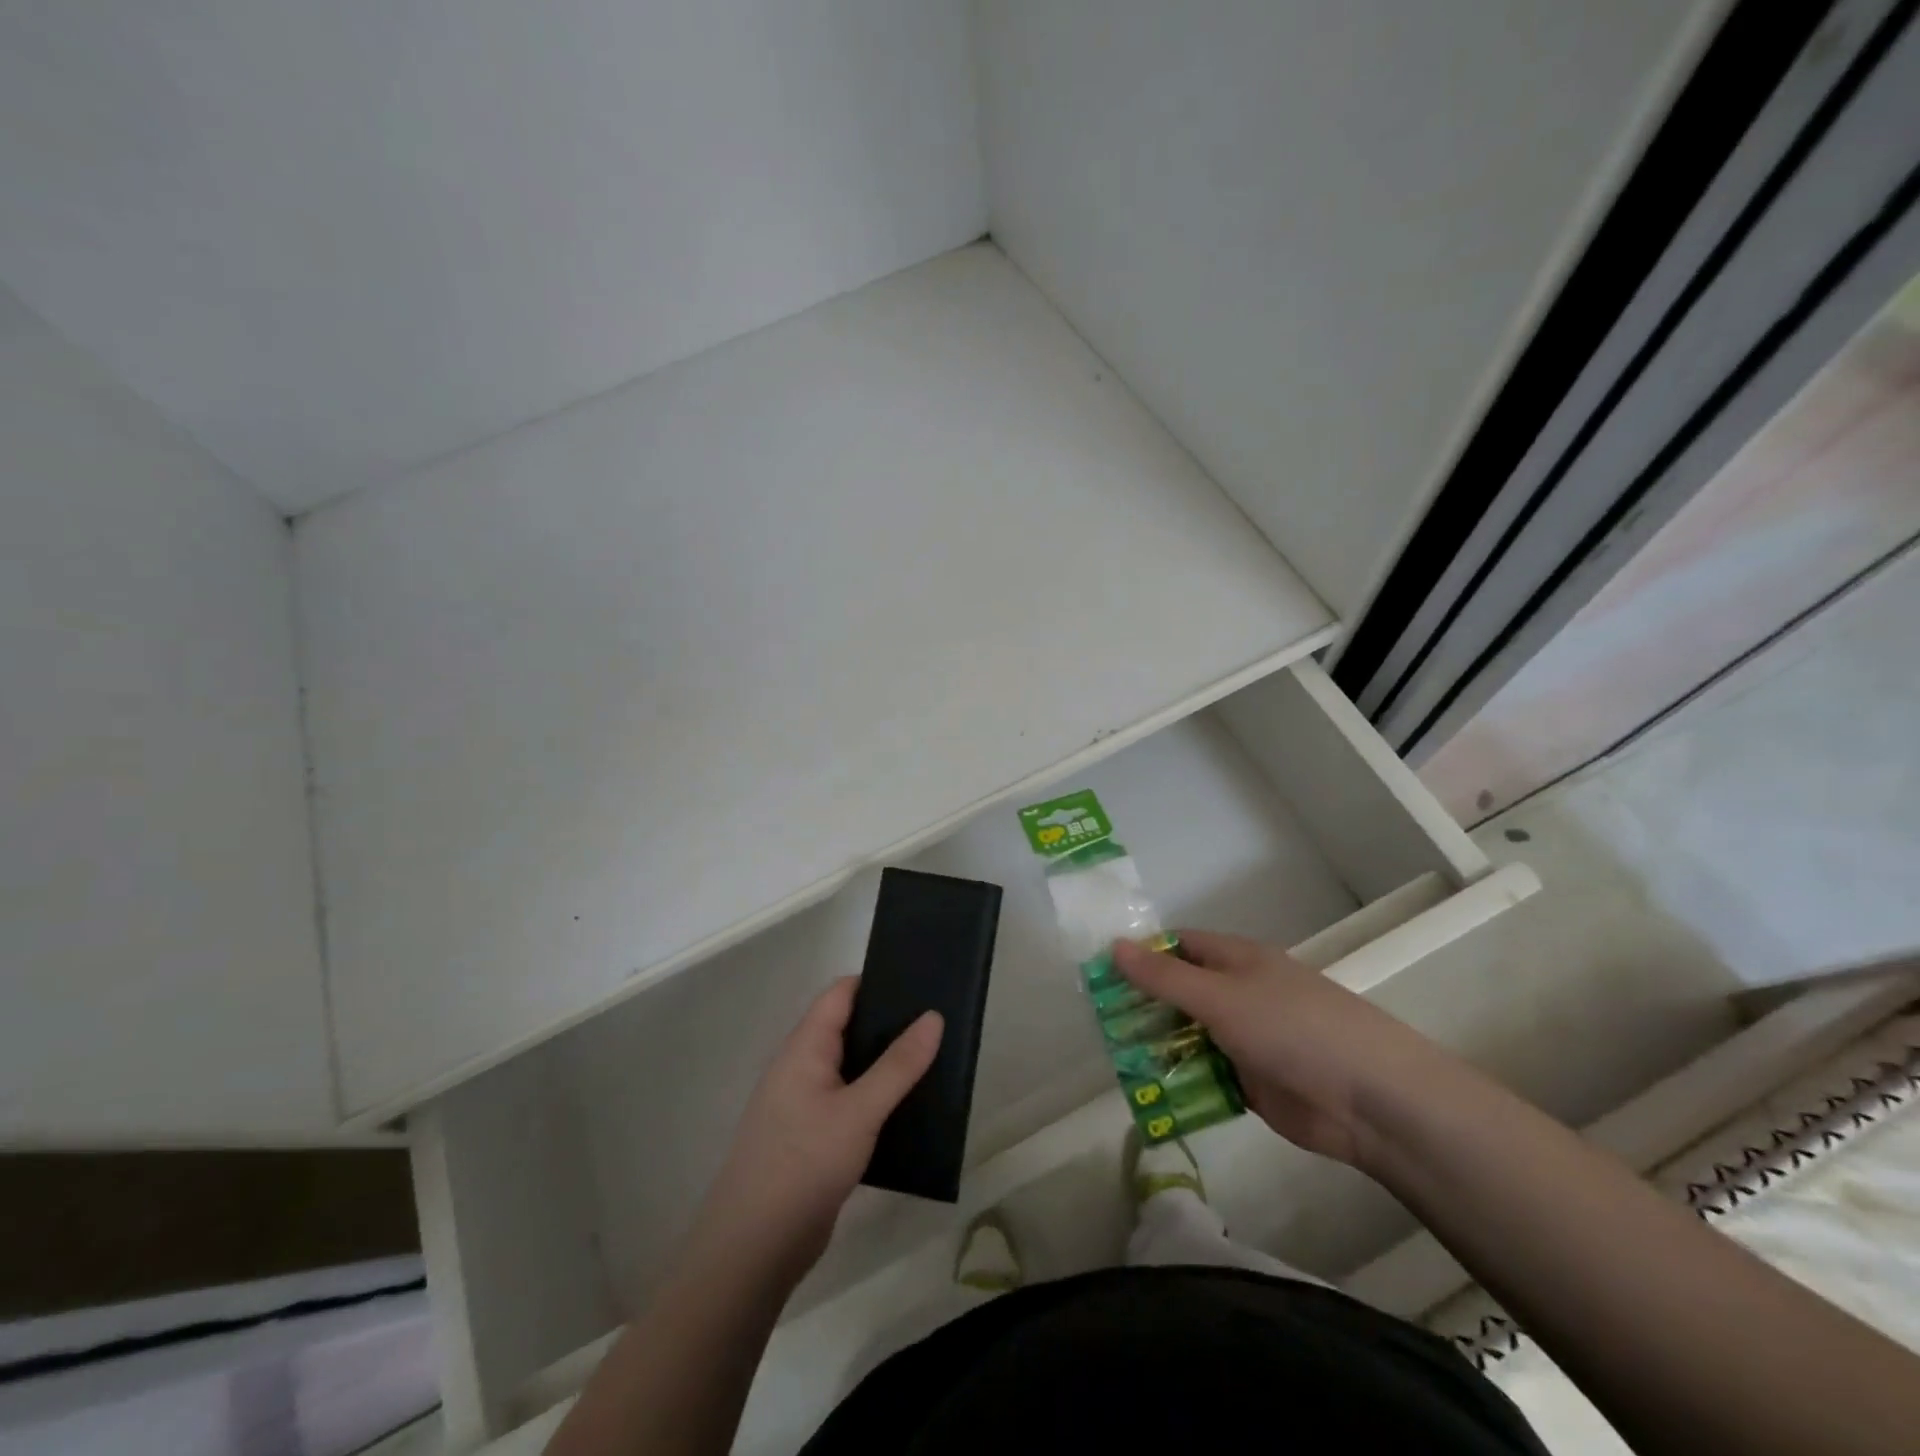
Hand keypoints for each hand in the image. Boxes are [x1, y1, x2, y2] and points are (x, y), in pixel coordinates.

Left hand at [696, 978, 941, 1277]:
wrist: (754, 1248)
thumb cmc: (804, 1164)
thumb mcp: (859, 1111)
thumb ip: (898, 1065)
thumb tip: (933, 1017)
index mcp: (804, 1047)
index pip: (841, 994)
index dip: (878, 981)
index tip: (920, 982)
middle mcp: (801, 1067)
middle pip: (847, 1027)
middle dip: (888, 1023)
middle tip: (937, 1021)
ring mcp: (804, 1104)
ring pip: (851, 1068)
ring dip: (885, 1063)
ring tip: (933, 1059)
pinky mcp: (812, 1138)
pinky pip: (849, 1101)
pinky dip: (876, 1097)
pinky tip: (908, 1107)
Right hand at [1112, 929, 1439, 1169]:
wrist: (1370, 1100)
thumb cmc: (1291, 1028)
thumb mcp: (1220, 996)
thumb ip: (1164, 977)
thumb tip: (1114, 945)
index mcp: (1236, 960)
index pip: (1179, 946)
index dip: (1142, 954)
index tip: (1102, 974)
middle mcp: (1239, 994)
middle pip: (1180, 992)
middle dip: (1143, 1005)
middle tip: (1100, 1022)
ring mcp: (1246, 1039)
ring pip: (1190, 1036)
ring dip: (1159, 1046)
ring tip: (1116, 1059)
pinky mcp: (1252, 1082)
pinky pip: (1206, 1075)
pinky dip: (1182, 1081)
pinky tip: (1150, 1093)